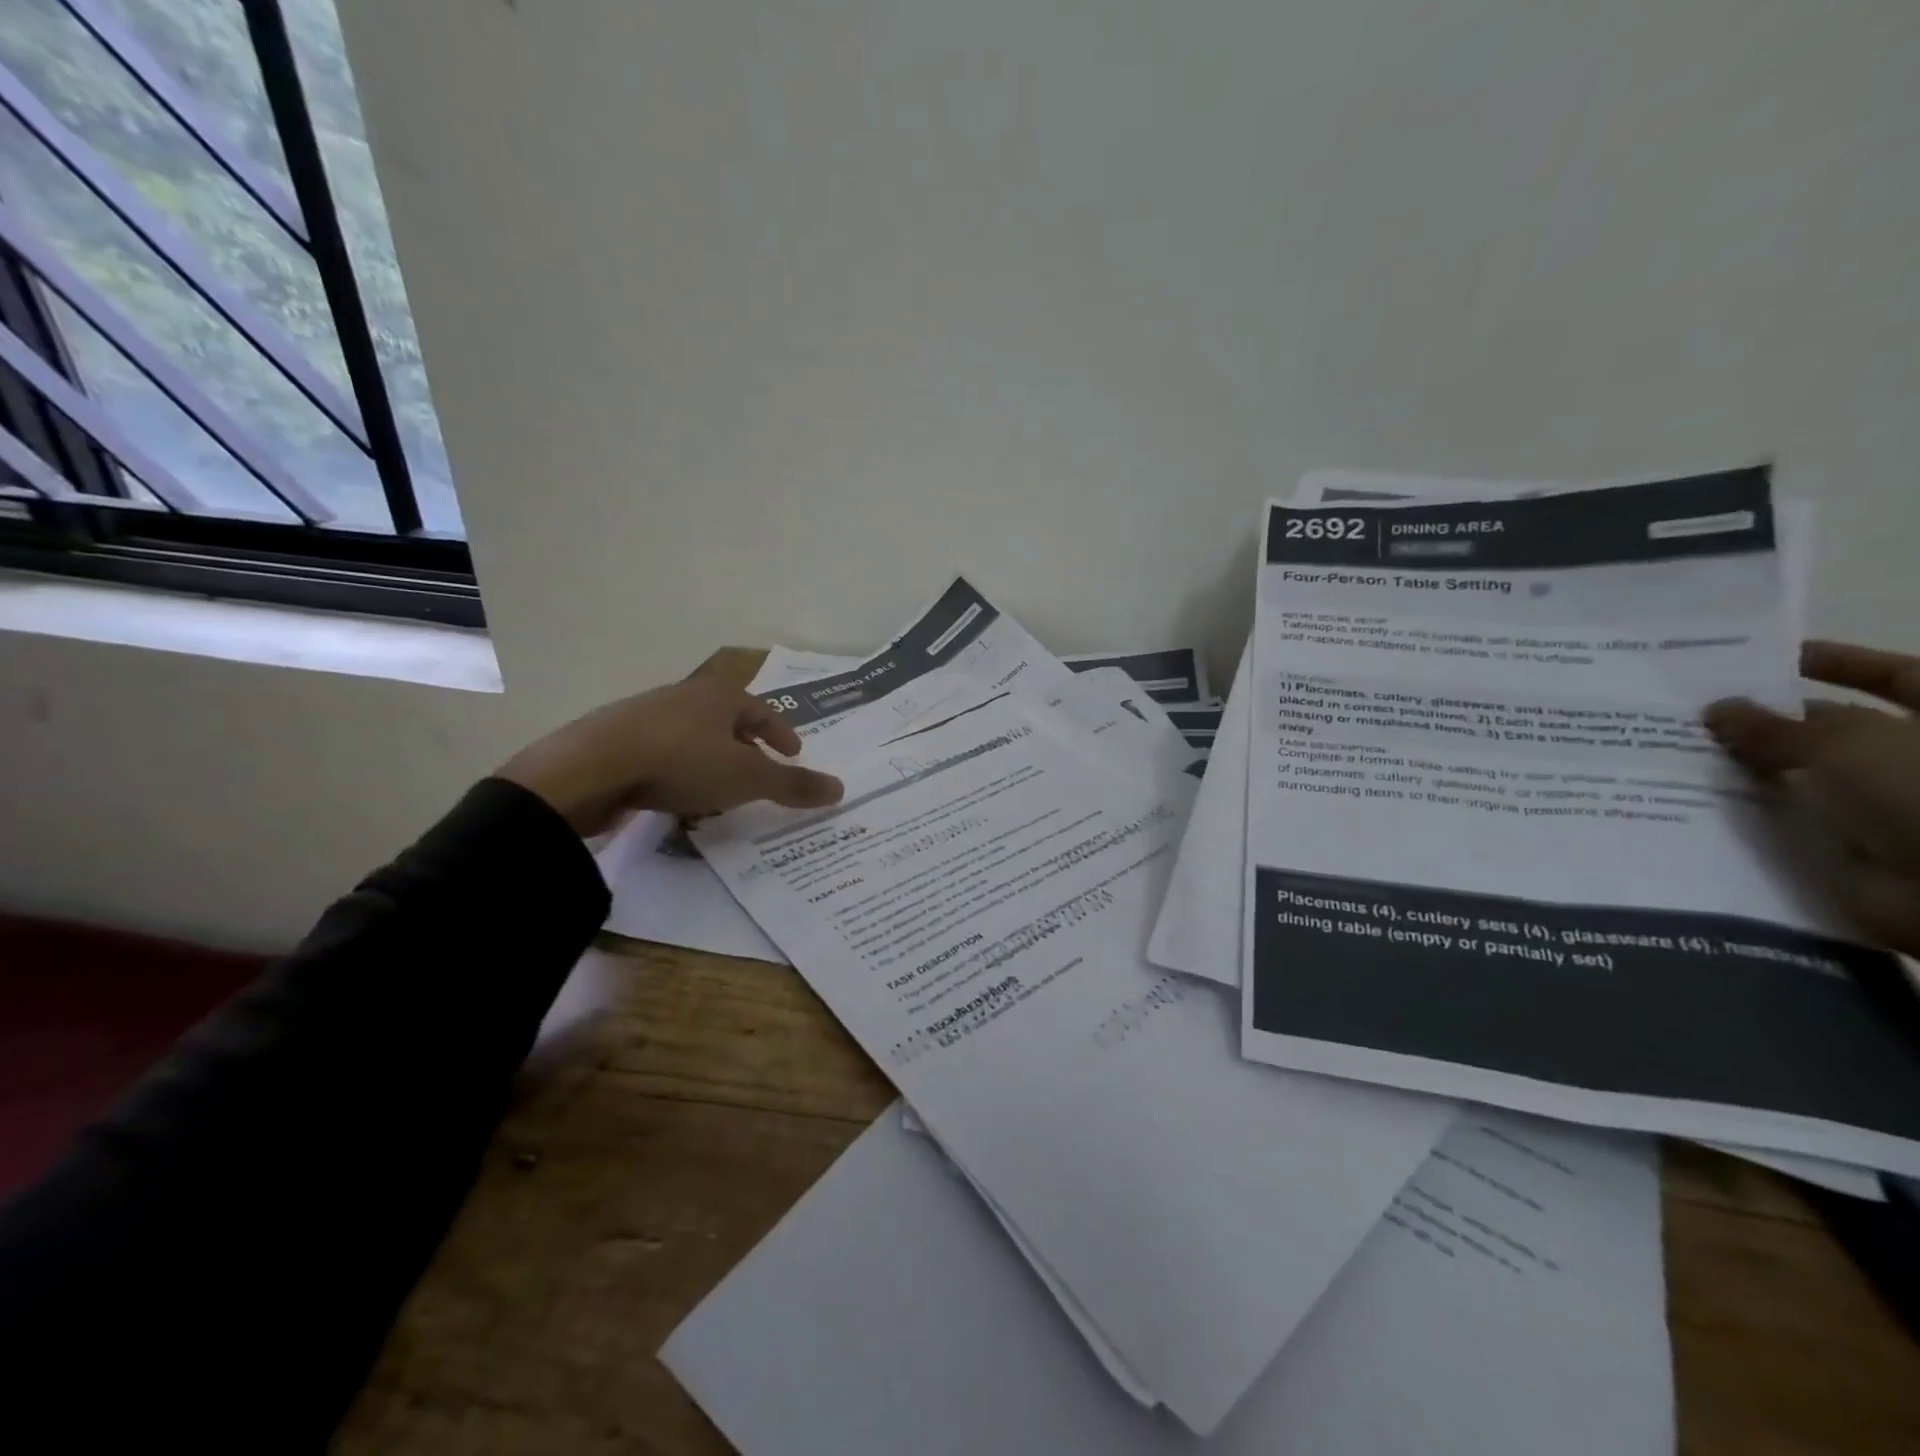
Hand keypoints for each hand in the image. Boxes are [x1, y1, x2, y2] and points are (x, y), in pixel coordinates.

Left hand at [498, 649, 843, 835]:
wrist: (590, 768)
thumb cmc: (682, 761)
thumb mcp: (747, 777)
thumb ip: (792, 785)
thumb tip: (841, 788)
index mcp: (718, 696)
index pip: (761, 709)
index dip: (781, 732)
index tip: (793, 753)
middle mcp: (683, 698)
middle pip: (725, 719)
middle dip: (746, 745)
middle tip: (759, 770)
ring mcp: (644, 717)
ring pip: (691, 736)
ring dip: (711, 759)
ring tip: (720, 790)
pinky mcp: (615, 741)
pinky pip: (661, 754)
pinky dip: (679, 771)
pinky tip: (677, 797)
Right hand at [1706, 641, 1919, 955]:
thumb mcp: (1847, 743)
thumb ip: (1777, 726)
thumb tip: (1717, 708)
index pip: (1893, 677)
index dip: (1834, 663)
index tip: (1767, 660)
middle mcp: (1913, 760)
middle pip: (1836, 730)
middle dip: (1771, 722)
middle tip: (1696, 712)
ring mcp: (1886, 806)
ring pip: (1807, 776)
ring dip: (1752, 768)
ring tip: (1677, 755)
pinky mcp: (1854, 848)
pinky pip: (1793, 821)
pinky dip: (1751, 814)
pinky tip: (1694, 801)